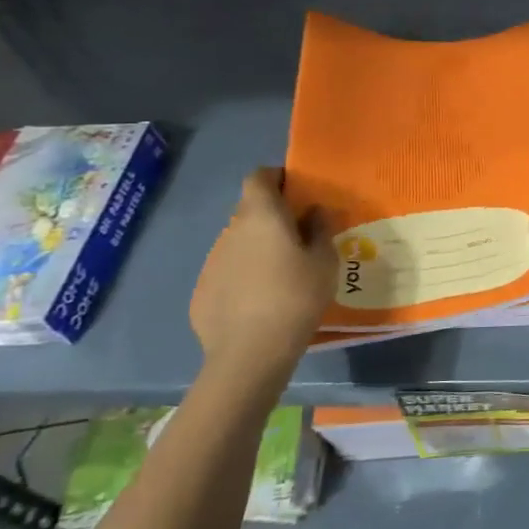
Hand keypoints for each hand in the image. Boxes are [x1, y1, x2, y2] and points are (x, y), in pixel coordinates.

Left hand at [190, 168, 337, 378]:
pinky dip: (244, 276)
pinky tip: (261, 301)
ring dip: (258, 248)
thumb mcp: (325, 261)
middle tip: (300, 237)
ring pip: (239, 242)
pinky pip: (228, 271)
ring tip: (283, 274)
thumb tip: (314, 211)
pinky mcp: (202, 290)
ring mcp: (212, 260)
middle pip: (250, 210)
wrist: (250, 352)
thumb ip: (320, 229)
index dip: (277, 178)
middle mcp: (232, 230)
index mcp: (261, 215)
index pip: (259, 176)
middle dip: (272, 216)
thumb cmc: (296, 296)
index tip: (297, 192)